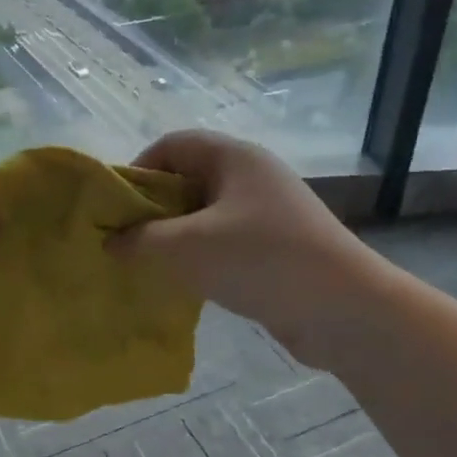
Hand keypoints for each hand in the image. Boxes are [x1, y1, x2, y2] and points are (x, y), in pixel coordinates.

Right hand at [110, 131, 379, 363]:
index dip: (137, 171)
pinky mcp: (275, 248)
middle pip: (187, 180)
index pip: (172, 146)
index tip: (114, 209)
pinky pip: (223, 243)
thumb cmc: (260, 260)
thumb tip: (112, 242)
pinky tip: (184, 285)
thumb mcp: (186, 248)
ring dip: (174, 239)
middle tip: (124, 242)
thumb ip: (140, 241)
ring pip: (204, 216)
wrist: (345, 310)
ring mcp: (266, 214)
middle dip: (152, 210)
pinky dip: (199, 259)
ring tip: (148, 266)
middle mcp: (251, 177)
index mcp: (233, 158)